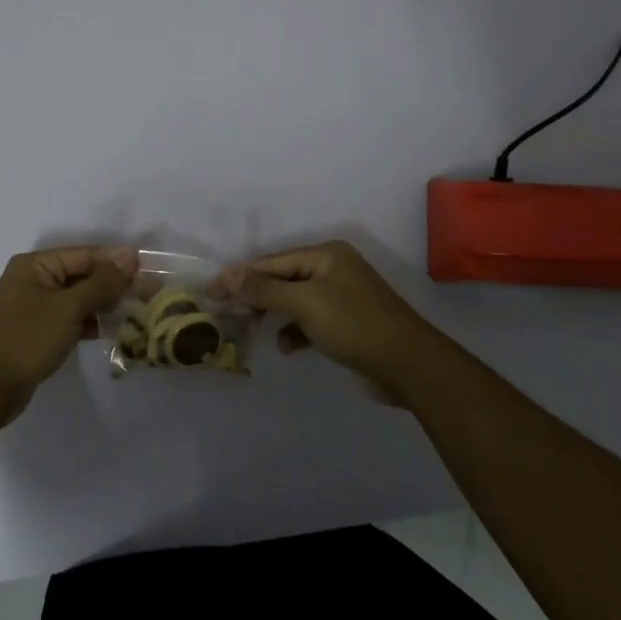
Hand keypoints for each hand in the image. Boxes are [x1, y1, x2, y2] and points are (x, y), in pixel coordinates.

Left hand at [0, 246, 135, 423]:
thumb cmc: (27, 339)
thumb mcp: (69, 308)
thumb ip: (102, 282)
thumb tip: (130, 255)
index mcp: (36, 264)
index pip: (85, 255)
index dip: (116, 261)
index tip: (149, 270)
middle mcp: (33, 279)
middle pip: (82, 275)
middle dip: (113, 284)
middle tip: (149, 293)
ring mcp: (34, 307)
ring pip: (78, 298)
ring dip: (104, 304)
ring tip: (137, 311)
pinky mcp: (37, 331)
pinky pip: (70, 318)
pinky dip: (90, 322)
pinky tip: (113, 330)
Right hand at [212, 241, 440, 401]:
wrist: (408, 365)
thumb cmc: (354, 325)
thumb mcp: (305, 304)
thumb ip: (264, 290)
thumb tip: (228, 276)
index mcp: (326, 254)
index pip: (273, 261)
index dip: (241, 276)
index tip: (212, 291)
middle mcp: (333, 268)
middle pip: (283, 278)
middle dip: (257, 296)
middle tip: (229, 313)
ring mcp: (341, 295)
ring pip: (294, 300)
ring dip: (275, 315)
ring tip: (255, 330)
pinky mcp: (346, 322)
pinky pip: (309, 319)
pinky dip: (296, 331)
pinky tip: (289, 347)